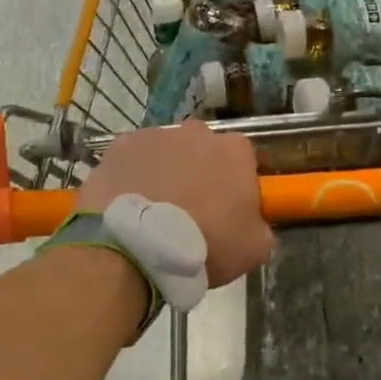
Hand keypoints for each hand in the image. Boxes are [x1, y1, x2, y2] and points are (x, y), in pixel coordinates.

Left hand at [78, 121, 273, 285]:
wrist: (136, 246)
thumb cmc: (205, 244)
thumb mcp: (254, 247)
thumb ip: (260, 225)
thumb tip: (252, 222)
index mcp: (235, 151)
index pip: (243, 161)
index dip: (236, 186)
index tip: (228, 211)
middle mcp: (198, 132)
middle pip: (204, 151)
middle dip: (200, 174)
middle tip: (192, 212)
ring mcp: (156, 135)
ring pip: (167, 154)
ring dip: (166, 175)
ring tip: (155, 214)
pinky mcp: (120, 146)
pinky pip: (134, 161)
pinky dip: (134, 178)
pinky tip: (129, 207)